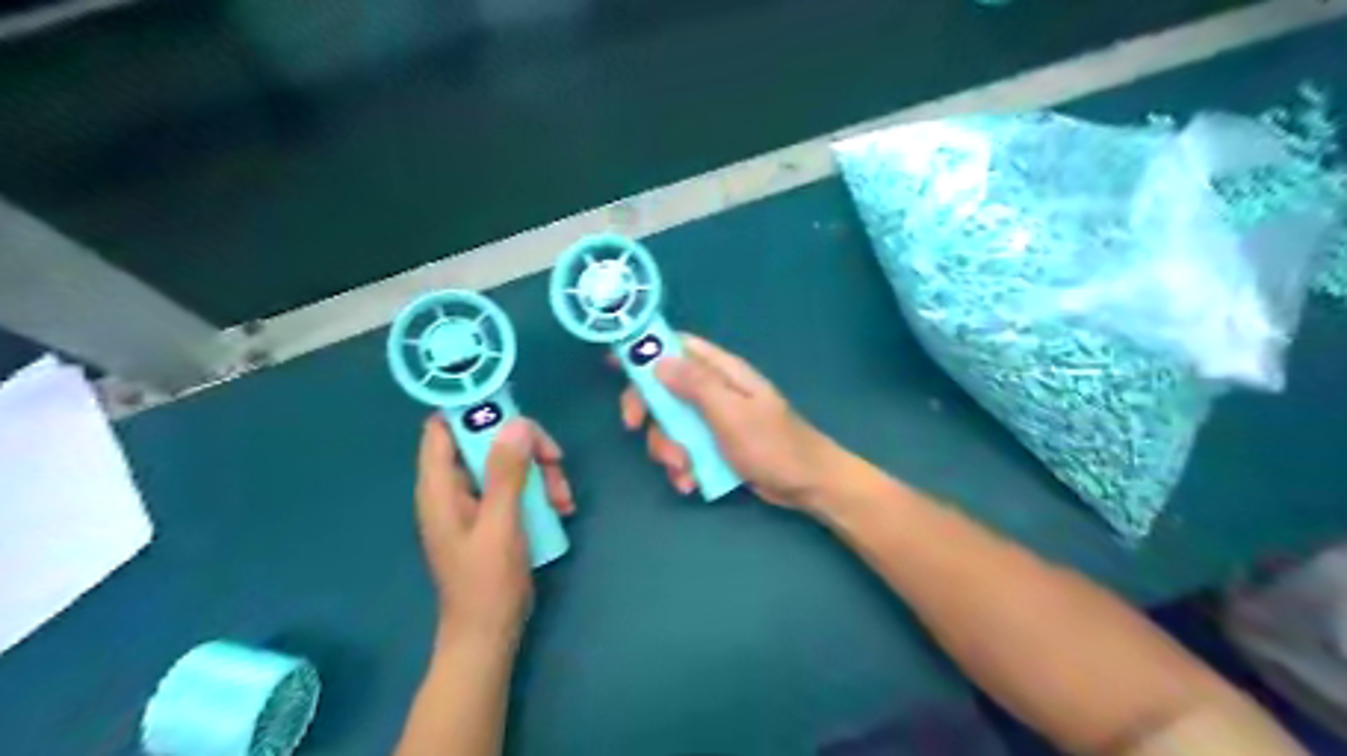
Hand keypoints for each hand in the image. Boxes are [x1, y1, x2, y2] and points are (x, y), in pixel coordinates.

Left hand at [415, 416, 571, 647]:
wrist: (488, 635)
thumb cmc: (486, 584)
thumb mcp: (501, 525)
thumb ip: (507, 474)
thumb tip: (517, 424)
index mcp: (440, 487)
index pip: (443, 427)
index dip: (472, 409)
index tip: (514, 408)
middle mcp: (454, 488)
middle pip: (485, 441)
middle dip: (524, 446)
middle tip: (555, 460)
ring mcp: (475, 502)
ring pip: (508, 463)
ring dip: (539, 472)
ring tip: (563, 497)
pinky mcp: (493, 516)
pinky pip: (517, 486)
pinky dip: (539, 490)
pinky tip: (561, 508)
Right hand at [618, 333, 845, 509]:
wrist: (806, 484)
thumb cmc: (772, 445)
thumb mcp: (731, 413)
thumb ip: (696, 385)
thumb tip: (658, 360)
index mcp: (721, 371)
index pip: (677, 346)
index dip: (645, 350)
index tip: (614, 365)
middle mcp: (714, 390)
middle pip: (664, 389)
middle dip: (650, 415)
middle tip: (637, 431)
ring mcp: (713, 418)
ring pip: (670, 424)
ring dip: (668, 450)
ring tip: (684, 471)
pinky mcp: (715, 444)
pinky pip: (685, 448)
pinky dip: (682, 466)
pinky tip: (691, 482)